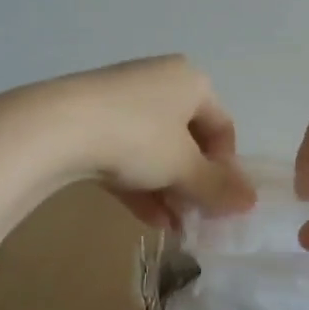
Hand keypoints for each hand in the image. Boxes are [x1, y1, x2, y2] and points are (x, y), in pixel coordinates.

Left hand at [31, 56, 255, 229]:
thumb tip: (252, 202)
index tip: (222, 202)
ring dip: (170, 190)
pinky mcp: (91, 120)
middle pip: (189, 140)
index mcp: (191, 81)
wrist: (56, 128)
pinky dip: (142, 184)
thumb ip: (218, 187)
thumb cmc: (138, 137)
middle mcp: (160, 82)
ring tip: (175, 228)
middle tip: (197, 218)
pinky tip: (150, 220)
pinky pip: (127, 154)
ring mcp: (122, 100)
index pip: (223, 127)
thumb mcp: (184, 167)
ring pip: (157, 150)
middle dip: (195, 183)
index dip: (227, 168)